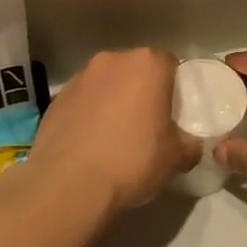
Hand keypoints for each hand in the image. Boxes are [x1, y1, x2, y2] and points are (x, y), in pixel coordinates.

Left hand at [23, 49, 199, 214]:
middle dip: (142, 90)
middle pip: (135, 69)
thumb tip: (189, 145)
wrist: (69, 184)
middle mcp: (112, 61)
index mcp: (147, 65)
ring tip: (115, 136)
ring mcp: (80, 78)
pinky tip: (91, 144)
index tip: (174, 111)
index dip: (174, 86)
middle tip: (148, 123)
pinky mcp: (56, 99)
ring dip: (113, 100)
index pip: (170, 63)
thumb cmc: (132, 161)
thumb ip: (189, 144)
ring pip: (106, 84)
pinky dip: (89, 115)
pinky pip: (83, 101)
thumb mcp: (176, 158)